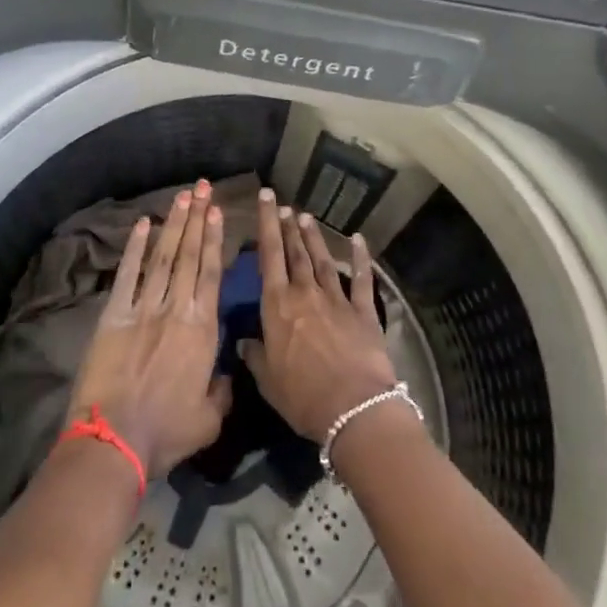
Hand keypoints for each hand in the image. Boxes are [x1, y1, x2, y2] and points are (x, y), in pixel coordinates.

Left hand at [66, 181, 231, 477]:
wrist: (115, 441)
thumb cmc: (166, 432)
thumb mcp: (210, 419)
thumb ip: (224, 391)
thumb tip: (229, 374)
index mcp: (202, 330)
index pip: (211, 273)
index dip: (214, 239)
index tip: (217, 211)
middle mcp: (176, 309)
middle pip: (188, 255)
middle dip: (197, 218)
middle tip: (203, 187)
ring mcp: (143, 308)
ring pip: (162, 257)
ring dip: (173, 224)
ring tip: (182, 196)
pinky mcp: (113, 315)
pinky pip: (127, 275)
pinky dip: (134, 249)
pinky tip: (141, 224)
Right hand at [240, 190, 400, 443]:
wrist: (353, 408)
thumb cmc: (302, 396)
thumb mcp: (267, 380)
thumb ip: (254, 355)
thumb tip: (243, 342)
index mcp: (277, 305)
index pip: (269, 256)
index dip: (266, 225)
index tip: (266, 198)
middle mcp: (305, 293)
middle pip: (295, 252)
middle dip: (288, 226)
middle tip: (283, 205)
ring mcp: (337, 299)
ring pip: (322, 260)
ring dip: (314, 237)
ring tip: (306, 216)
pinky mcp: (363, 311)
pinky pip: (362, 279)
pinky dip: (361, 258)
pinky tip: (358, 240)